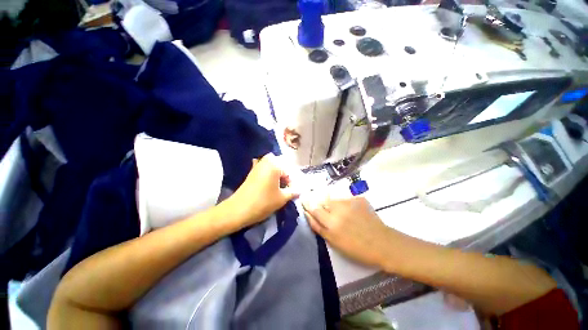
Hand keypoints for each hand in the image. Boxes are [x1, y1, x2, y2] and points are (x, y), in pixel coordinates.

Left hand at [228, 154, 297, 227]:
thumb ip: (293, 192)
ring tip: (277, 187)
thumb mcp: (282, 198)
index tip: (291, 192)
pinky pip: (263, 169)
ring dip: (276, 174)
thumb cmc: (263, 202)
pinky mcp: (251, 173)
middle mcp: (266, 162)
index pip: (289, 171)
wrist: (238, 210)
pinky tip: (268, 183)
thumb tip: (300, 190)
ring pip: (271, 166)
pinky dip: (267, 174)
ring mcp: (257, 166)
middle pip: (280, 165)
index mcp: (275, 165)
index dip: (291, 182)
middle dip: (284, 175)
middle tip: (284, 187)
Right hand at [302, 196, 391, 267]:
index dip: (307, 203)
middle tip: (321, 208)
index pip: (314, 208)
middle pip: (322, 200)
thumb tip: (308, 214)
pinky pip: (344, 198)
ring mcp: (349, 202)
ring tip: (339, 212)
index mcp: (331, 223)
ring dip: (331, 203)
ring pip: (333, 198)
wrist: (383, 243)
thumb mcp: (334, 242)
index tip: (303, 199)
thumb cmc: (357, 248)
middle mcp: (339, 209)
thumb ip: (318, 227)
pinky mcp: (358, 198)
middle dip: (318, 201)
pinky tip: (350, 211)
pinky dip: (343, 203)